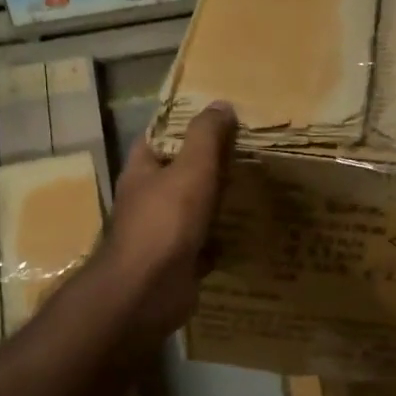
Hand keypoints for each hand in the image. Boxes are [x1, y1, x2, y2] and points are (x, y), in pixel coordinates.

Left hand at [98, 102, 236, 338]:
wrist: (149, 291)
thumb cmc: (166, 221)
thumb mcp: (192, 168)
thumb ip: (206, 135)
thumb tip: (220, 105)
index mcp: (141, 170)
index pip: (159, 136)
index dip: (185, 125)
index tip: (218, 118)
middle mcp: (147, 199)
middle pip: (179, 172)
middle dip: (209, 164)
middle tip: (247, 151)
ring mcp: (161, 233)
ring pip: (194, 208)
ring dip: (218, 201)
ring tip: (255, 186)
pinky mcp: (177, 261)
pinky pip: (204, 243)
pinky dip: (222, 238)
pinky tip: (248, 229)